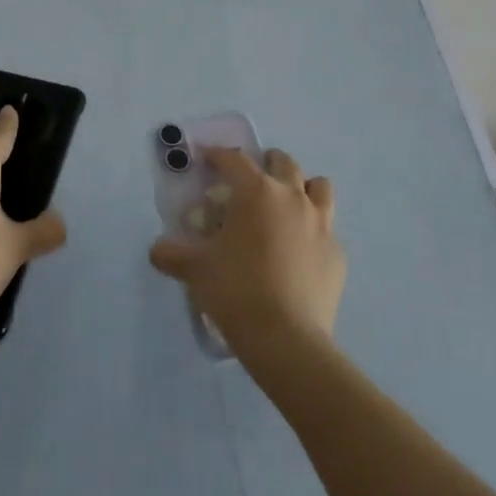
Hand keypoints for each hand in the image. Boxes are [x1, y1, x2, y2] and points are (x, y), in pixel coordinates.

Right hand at [149, 147, 344, 360]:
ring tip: (285, 205)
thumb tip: (157, 250)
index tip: (207, 158)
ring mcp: (321, 224)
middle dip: (266, 164)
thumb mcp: (195, 270)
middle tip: (249, 181)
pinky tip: (299, 251)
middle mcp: (292, 197)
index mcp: (256, 192)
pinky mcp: (337, 254)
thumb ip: (172, 254)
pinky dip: (313, 230)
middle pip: (283, 162)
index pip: (234, 159)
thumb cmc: (236, 291)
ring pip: (318, 186)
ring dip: (301, 188)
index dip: (217, 155)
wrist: (286, 340)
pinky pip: (327, 229)